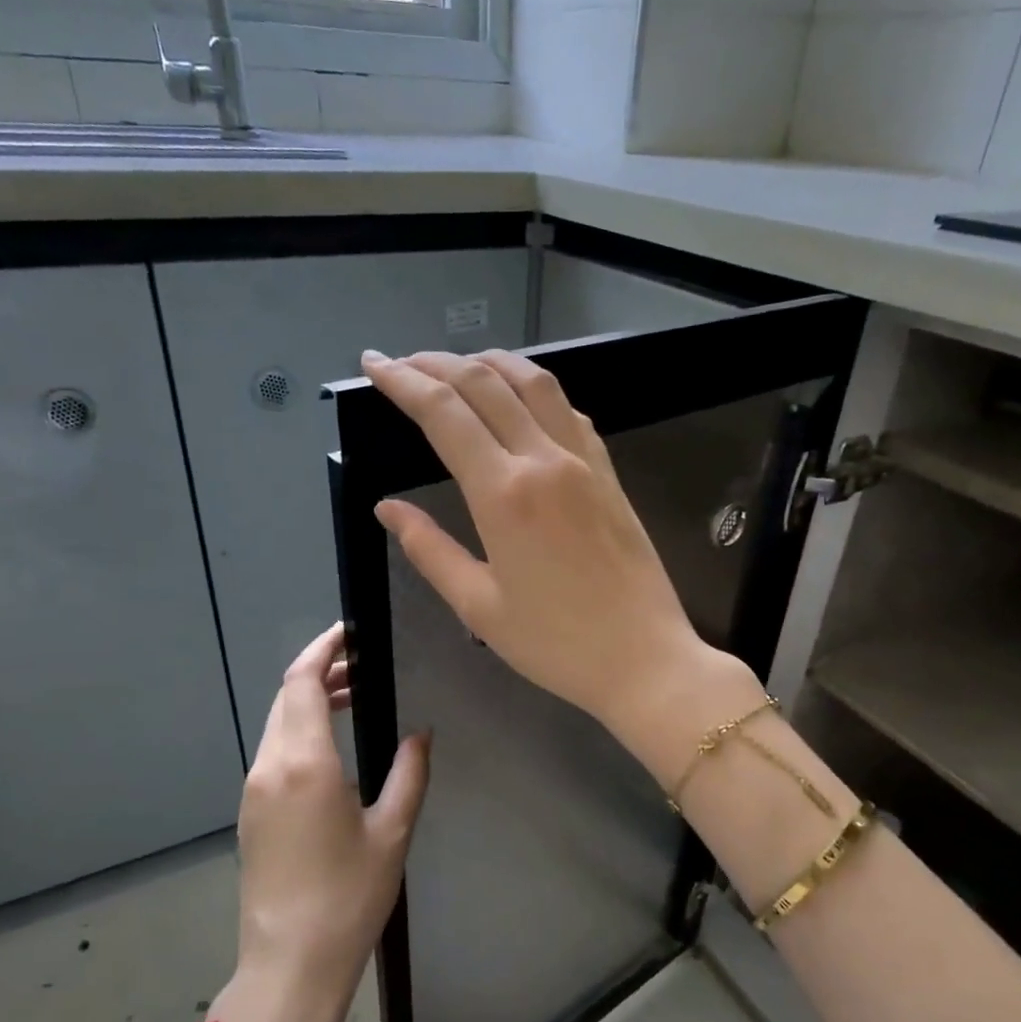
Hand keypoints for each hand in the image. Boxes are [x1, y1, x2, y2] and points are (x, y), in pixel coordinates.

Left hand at [208, 623, 430, 1021]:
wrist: (290, 964)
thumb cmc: (349, 898)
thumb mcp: (393, 832)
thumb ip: (409, 773)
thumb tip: (419, 733)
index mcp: (304, 764)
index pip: (301, 682)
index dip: (322, 649)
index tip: (350, 632)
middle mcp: (270, 767)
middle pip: (285, 697)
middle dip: (319, 671)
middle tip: (364, 665)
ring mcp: (254, 790)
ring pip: (277, 723)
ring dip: (309, 701)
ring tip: (354, 698)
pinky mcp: (252, 812)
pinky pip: (274, 751)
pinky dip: (300, 730)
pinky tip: (333, 744)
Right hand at [361, 348, 750, 747]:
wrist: (645, 659)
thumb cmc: (556, 644)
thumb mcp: (479, 607)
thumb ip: (430, 550)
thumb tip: (386, 509)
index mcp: (504, 494)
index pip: (444, 414)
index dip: (403, 382)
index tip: (375, 365)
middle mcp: (544, 461)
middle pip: (485, 384)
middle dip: (437, 363)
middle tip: (404, 363)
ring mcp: (584, 462)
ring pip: (535, 383)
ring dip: (491, 363)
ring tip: (460, 365)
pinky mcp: (610, 474)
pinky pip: (569, 412)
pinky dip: (537, 391)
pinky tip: (524, 400)